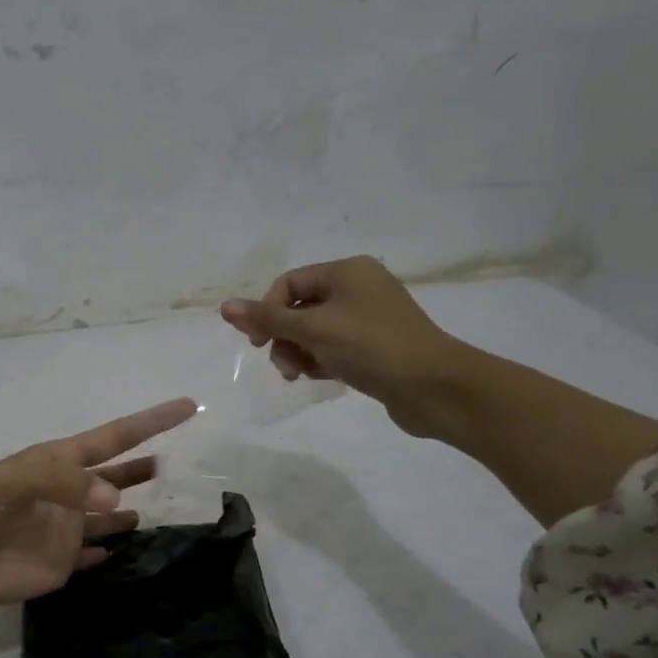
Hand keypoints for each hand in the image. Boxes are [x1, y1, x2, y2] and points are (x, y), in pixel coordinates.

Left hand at [0, 398, 198, 623]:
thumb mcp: (4, 483)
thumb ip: (58, 484)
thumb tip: (118, 502)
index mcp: (53, 463)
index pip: (110, 438)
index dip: (148, 423)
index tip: (187, 407)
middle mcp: (65, 494)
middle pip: (114, 477)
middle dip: (144, 467)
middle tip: (181, 463)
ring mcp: (64, 531)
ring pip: (110, 517)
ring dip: (136, 509)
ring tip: (171, 505)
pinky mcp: (60, 566)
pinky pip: (96, 555)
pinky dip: (113, 551)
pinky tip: (133, 547)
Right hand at [220, 256, 477, 439]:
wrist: (432, 386)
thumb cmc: (371, 347)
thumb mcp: (312, 330)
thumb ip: (267, 320)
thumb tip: (225, 307)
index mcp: (347, 272)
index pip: (289, 284)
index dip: (267, 312)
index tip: (258, 344)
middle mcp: (358, 288)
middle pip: (300, 309)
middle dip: (284, 338)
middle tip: (284, 367)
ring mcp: (368, 318)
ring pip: (314, 332)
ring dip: (299, 354)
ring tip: (301, 376)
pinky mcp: (375, 346)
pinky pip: (333, 348)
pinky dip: (320, 361)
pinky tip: (321, 378)